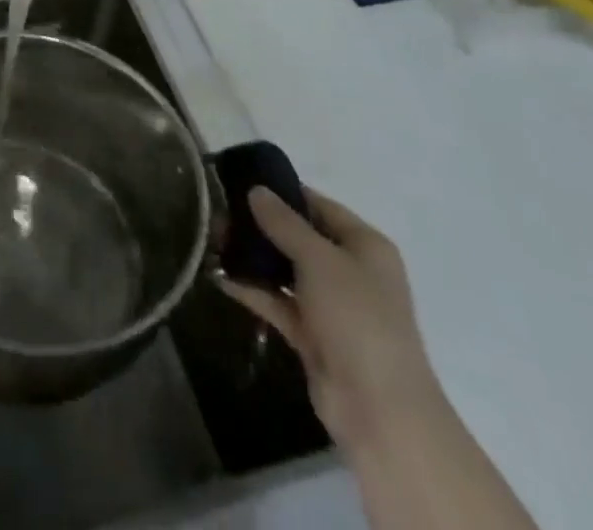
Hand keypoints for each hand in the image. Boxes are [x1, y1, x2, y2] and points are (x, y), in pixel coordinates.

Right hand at [218, 187, 445, 452]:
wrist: (380, 411)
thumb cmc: (357, 318)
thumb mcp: (319, 259)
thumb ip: (284, 223)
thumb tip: (256, 190)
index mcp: (365, 246)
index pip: (319, 205)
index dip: (283, 193)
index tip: (241, 182)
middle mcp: (350, 270)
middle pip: (299, 237)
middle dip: (260, 226)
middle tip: (218, 213)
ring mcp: (331, 305)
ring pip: (286, 269)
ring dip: (253, 257)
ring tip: (212, 240)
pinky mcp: (312, 335)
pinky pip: (278, 301)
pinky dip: (253, 289)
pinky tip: (220, 276)